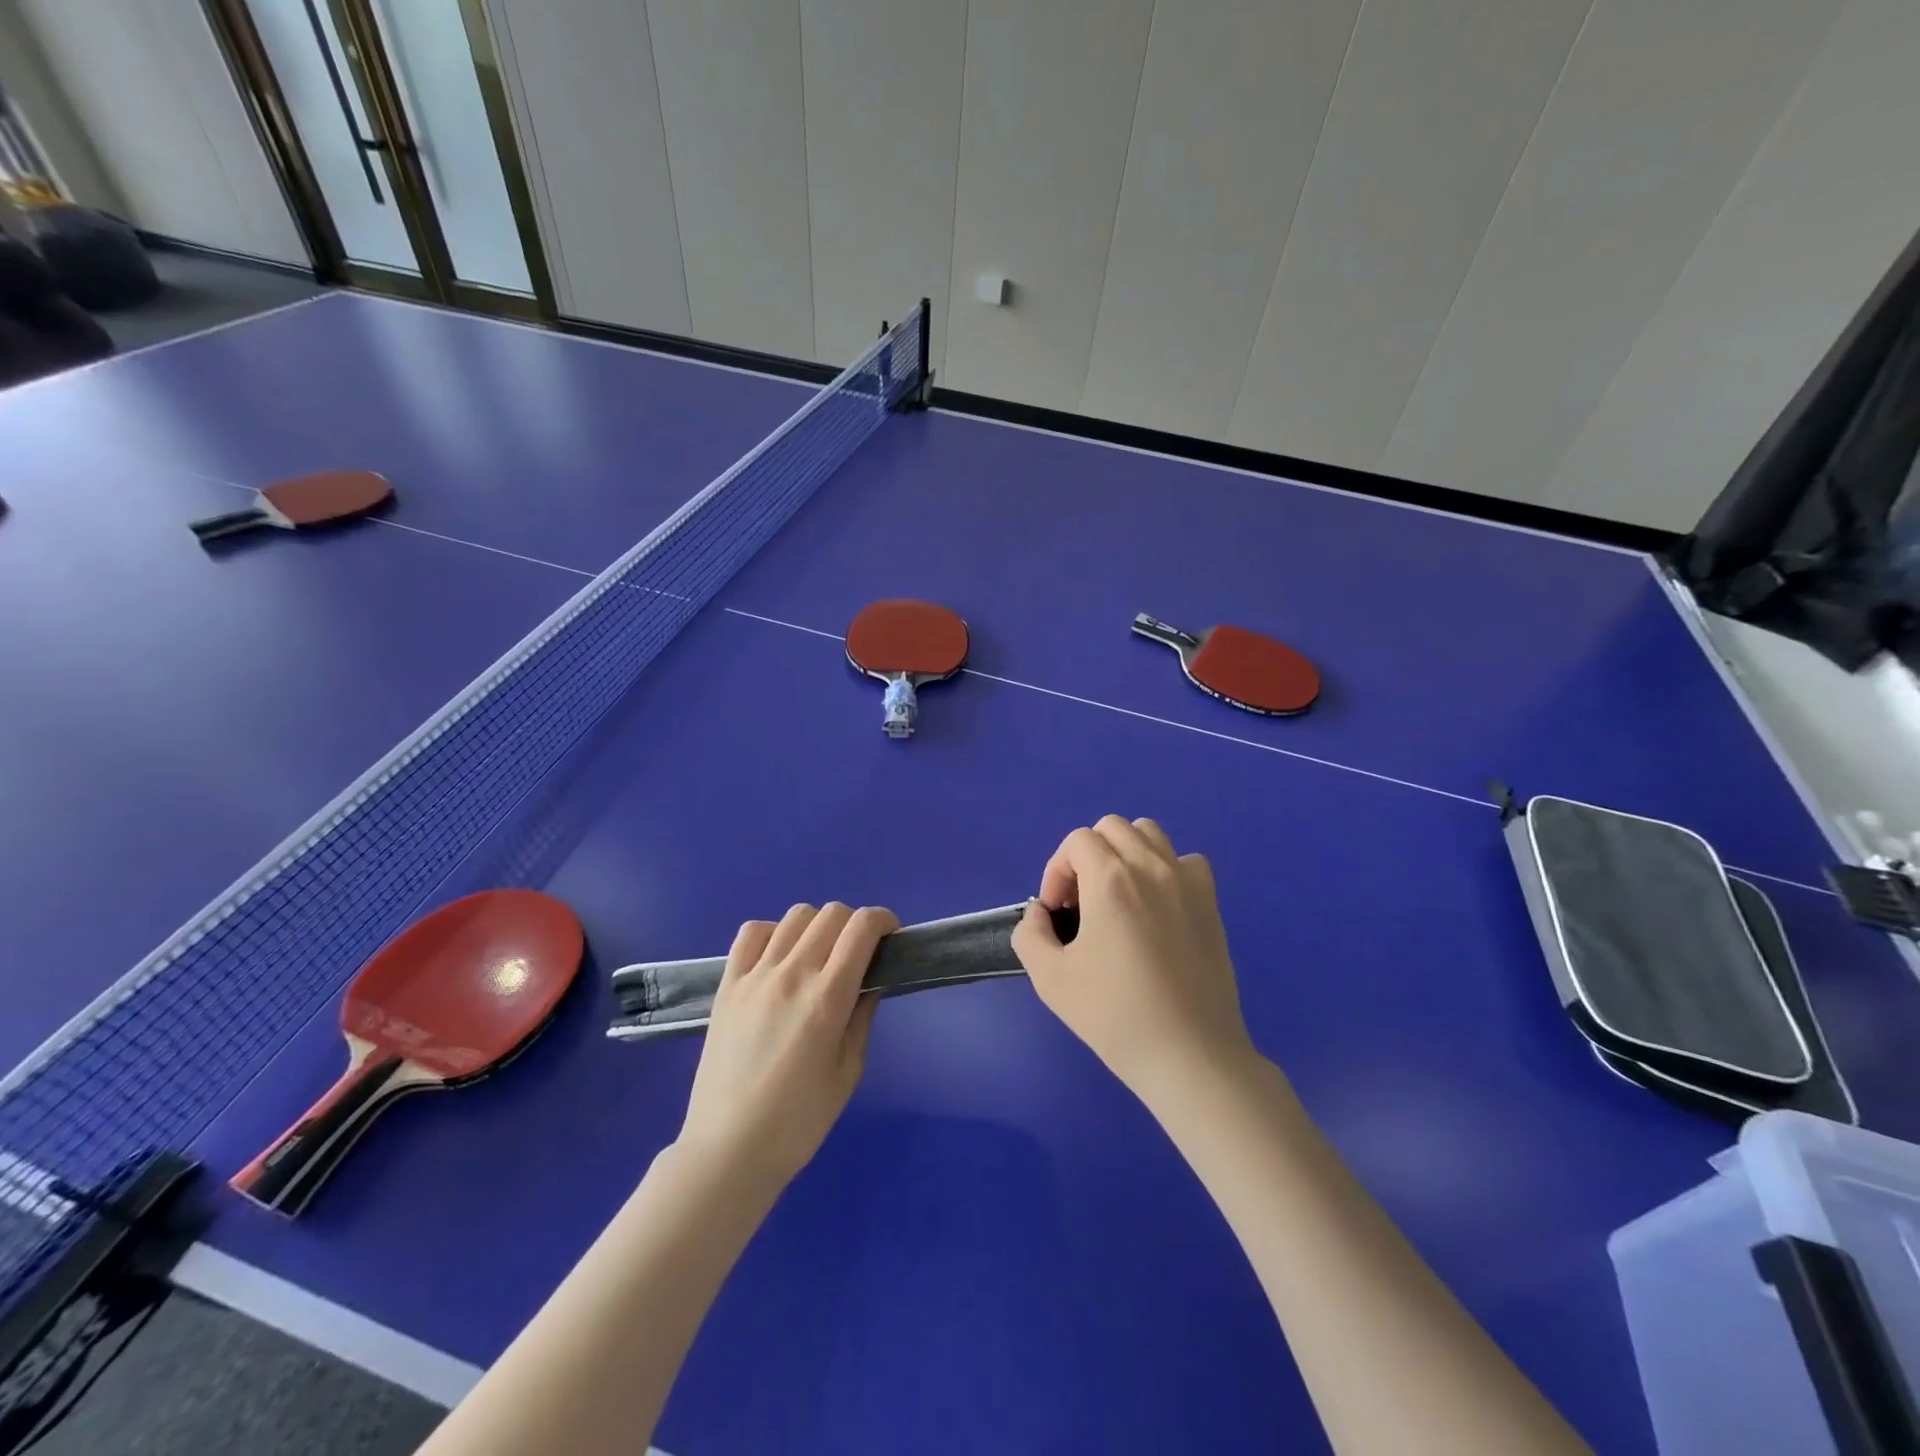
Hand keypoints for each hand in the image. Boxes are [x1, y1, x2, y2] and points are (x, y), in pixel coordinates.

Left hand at [678, 903, 896, 1186]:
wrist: (728, 1151)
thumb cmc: (799, 1122)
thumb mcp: (848, 1072)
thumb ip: (862, 1017)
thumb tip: (871, 981)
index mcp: (828, 998)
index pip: (861, 928)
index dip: (883, 920)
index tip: (889, 937)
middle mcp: (792, 974)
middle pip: (831, 914)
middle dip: (854, 924)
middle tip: (858, 954)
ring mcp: (756, 976)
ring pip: (795, 916)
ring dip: (817, 926)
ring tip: (818, 956)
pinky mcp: (728, 985)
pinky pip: (751, 932)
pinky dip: (773, 932)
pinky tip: (779, 958)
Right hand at [1012, 817, 1251, 1097]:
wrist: (1189, 1055)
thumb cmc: (1115, 1016)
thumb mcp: (1050, 980)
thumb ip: (1030, 934)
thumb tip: (1040, 913)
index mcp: (1111, 880)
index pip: (1077, 841)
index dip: (1057, 872)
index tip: (1057, 914)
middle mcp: (1151, 867)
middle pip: (1112, 828)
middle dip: (1087, 856)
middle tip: (1082, 903)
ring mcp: (1186, 882)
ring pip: (1150, 834)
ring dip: (1125, 853)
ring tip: (1117, 896)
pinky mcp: (1211, 903)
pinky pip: (1186, 861)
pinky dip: (1166, 869)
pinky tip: (1157, 906)